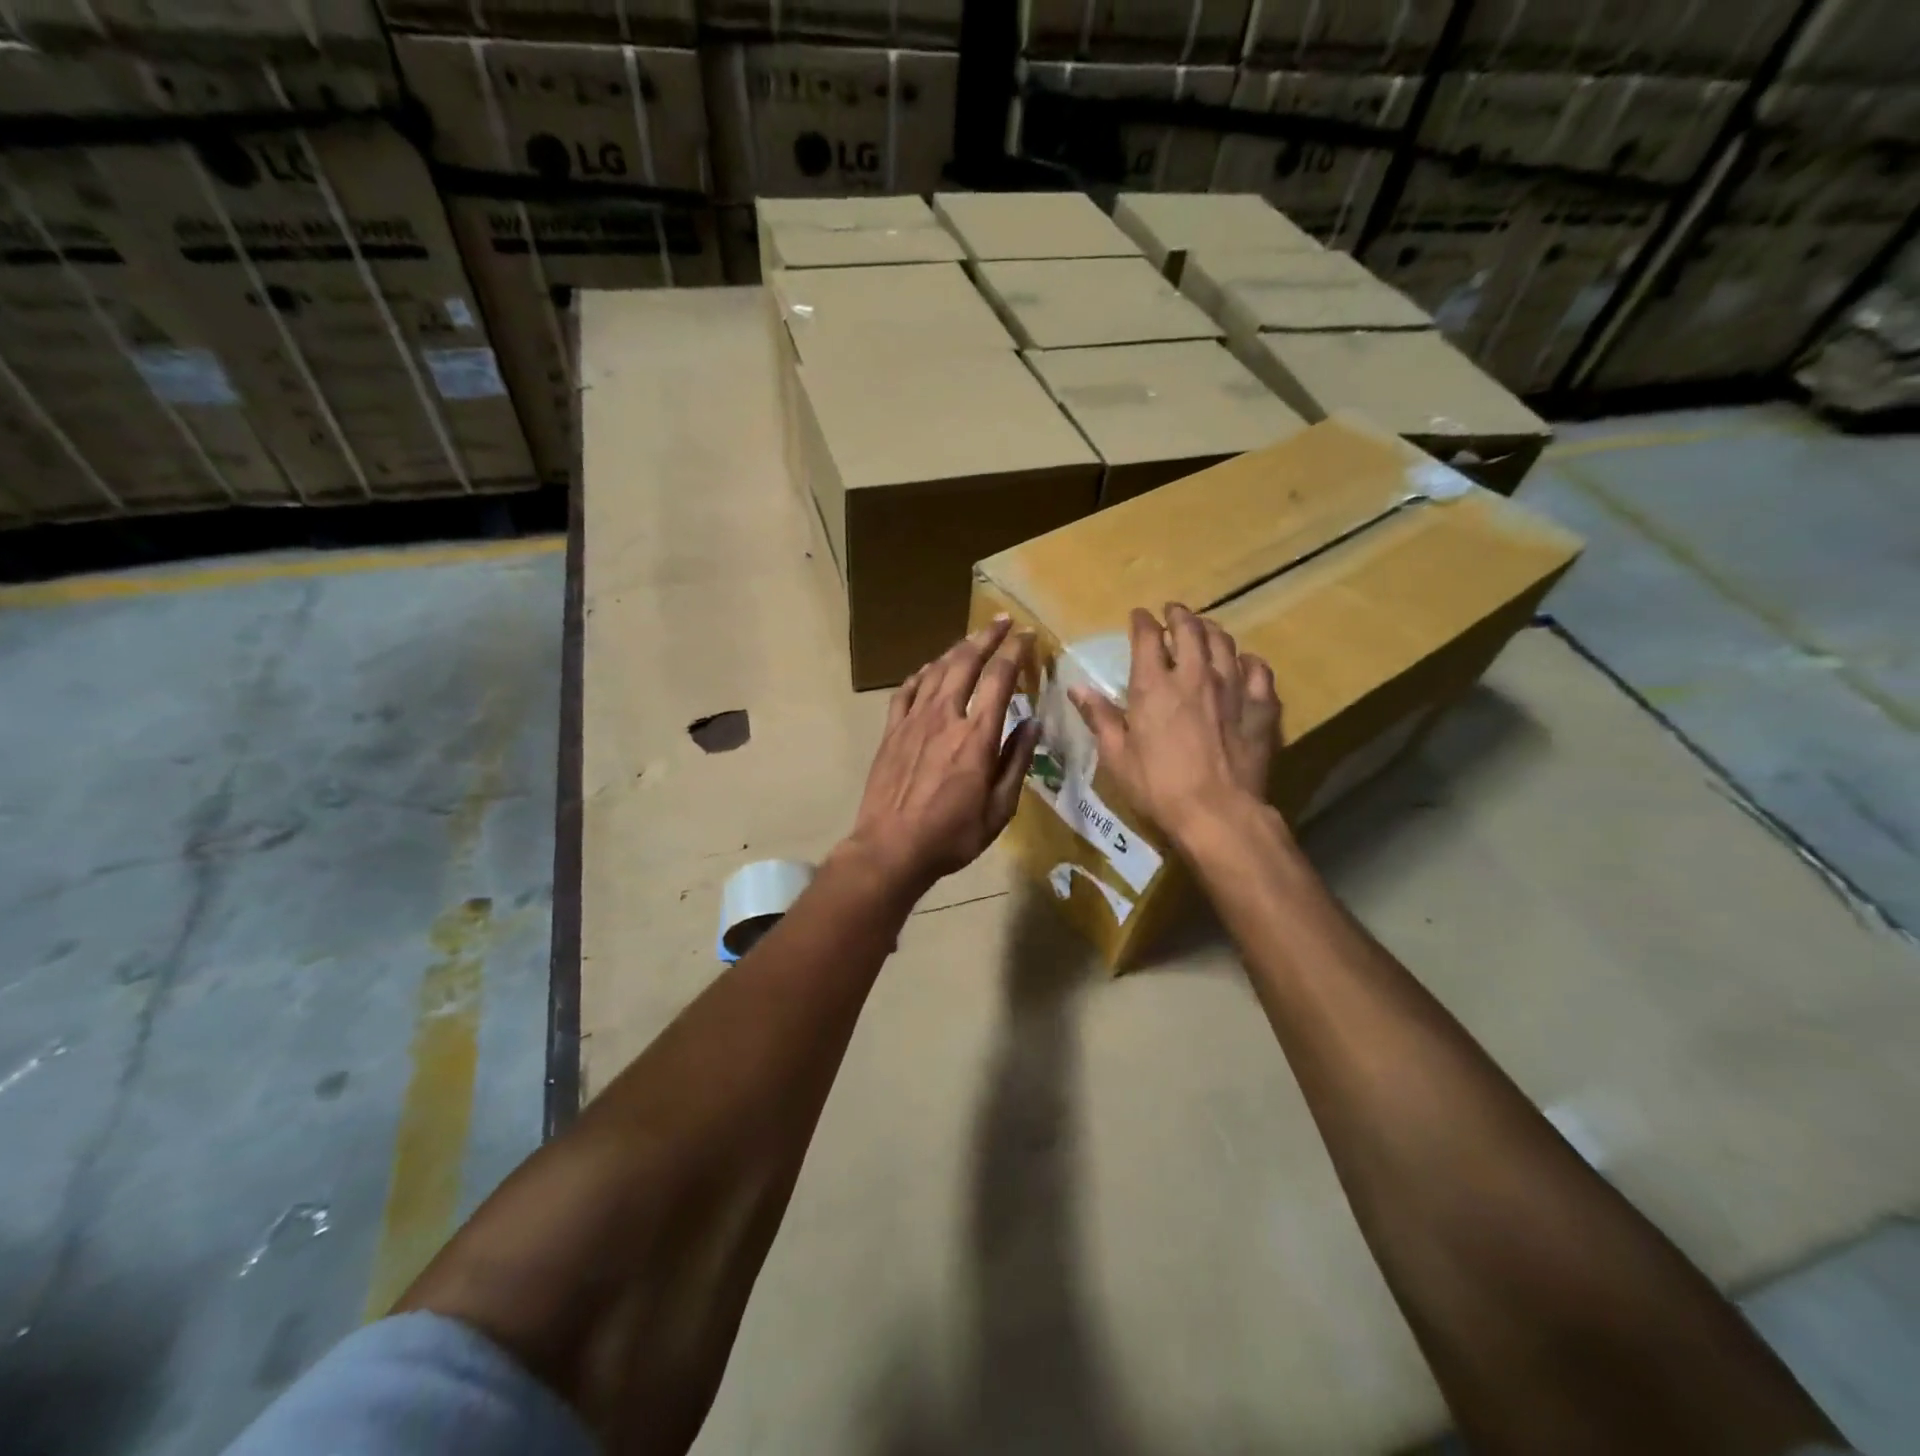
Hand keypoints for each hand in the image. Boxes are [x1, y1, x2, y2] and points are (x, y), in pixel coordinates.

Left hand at [846, 616, 1040, 895]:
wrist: (891, 848)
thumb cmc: (952, 835)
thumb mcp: (999, 808)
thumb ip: (1017, 762)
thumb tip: (1033, 722)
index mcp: (977, 736)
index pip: (1000, 679)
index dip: (1016, 652)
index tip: (1028, 636)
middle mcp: (946, 717)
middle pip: (966, 663)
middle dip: (987, 637)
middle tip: (1003, 621)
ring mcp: (914, 721)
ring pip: (936, 671)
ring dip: (957, 649)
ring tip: (972, 639)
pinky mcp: (892, 730)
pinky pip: (907, 690)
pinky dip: (922, 673)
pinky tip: (931, 669)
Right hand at [1069, 603, 1279, 846]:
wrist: (1218, 813)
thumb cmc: (1158, 786)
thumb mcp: (1116, 756)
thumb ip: (1099, 717)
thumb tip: (1077, 688)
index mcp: (1154, 686)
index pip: (1147, 637)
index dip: (1142, 621)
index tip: (1139, 616)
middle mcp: (1195, 676)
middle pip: (1190, 629)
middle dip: (1179, 615)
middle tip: (1173, 612)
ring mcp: (1232, 688)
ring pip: (1224, 643)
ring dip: (1211, 631)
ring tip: (1205, 629)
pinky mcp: (1260, 708)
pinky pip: (1259, 671)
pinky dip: (1248, 661)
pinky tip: (1244, 662)